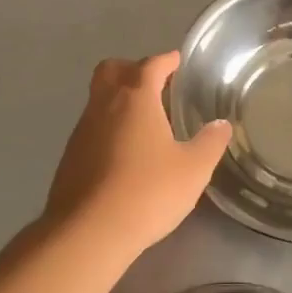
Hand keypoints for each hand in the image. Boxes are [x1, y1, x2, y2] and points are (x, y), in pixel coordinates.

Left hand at [44, 52, 230, 259]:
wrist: (89, 232)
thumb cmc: (148, 192)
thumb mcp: (193, 169)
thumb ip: (210, 143)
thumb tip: (221, 124)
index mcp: (135, 99)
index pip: (150, 65)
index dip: (166, 60)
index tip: (178, 61)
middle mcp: (103, 106)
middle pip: (111, 70)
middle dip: (132, 68)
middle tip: (155, 83)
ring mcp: (82, 130)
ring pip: (98, 99)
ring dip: (118, 99)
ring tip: (144, 120)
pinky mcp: (70, 156)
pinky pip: (91, 127)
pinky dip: (108, 127)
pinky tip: (125, 152)